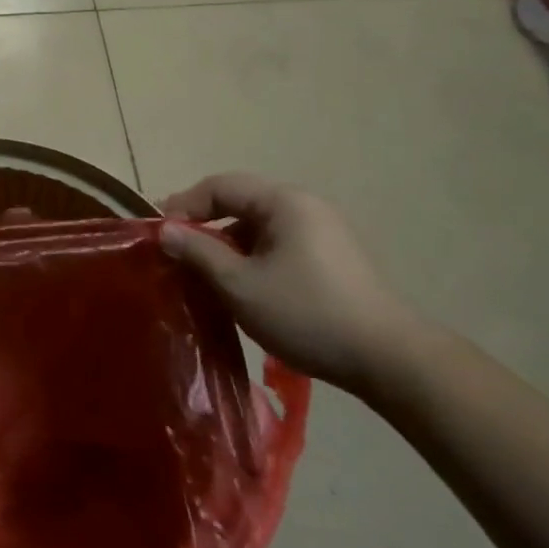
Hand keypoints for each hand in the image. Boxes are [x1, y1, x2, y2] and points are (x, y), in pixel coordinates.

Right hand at [158, 173, 426, 394]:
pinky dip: (253, 258)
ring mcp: (323, 232)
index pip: (220, 186)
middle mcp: (305, 206)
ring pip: (259, 227)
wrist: (390, 360)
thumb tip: (165, 230)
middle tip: (177, 251)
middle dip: (204, 225)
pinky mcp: (333, 259)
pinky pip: (279, 245)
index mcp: (284, 202)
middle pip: (240, 203)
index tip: (158, 232)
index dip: (184, 204)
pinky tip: (243, 287)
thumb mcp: (240, 285)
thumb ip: (199, 252)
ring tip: (205, 274)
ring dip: (227, 244)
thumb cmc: (307, 314)